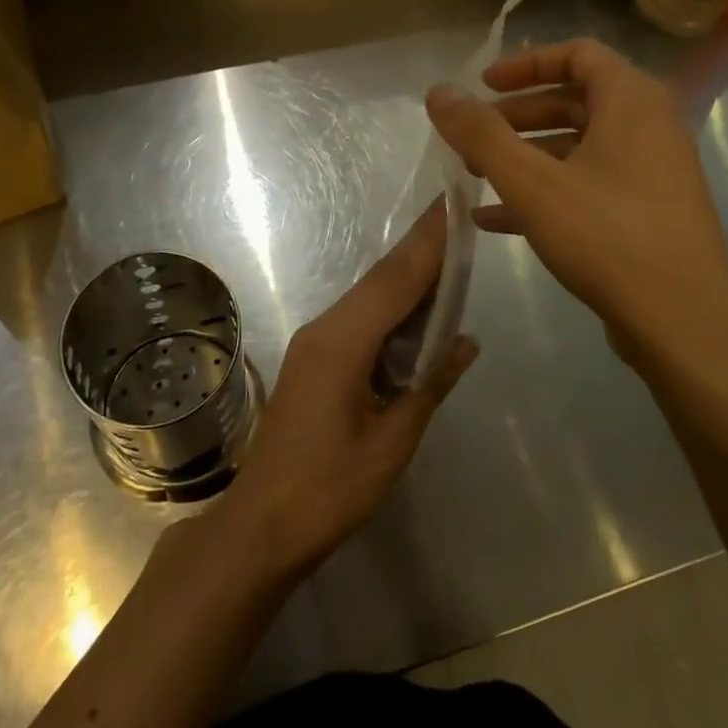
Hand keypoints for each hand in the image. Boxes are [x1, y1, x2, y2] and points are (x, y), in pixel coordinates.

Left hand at [210, 206, 476, 580]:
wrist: (262, 523)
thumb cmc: (330, 488)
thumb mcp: (392, 441)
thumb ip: (430, 385)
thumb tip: (465, 342)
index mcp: (343, 342)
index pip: (395, 279)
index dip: (428, 242)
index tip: (452, 204)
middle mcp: (325, 329)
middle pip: (380, 279)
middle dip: (420, 248)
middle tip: (457, 218)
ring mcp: (315, 343)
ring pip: (368, 297)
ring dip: (407, 277)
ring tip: (447, 255)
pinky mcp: (313, 359)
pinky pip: (358, 319)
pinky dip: (391, 307)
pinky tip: (416, 310)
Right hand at [425, 38, 727, 378]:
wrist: (684, 324)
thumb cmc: (607, 236)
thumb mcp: (531, 182)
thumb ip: (481, 134)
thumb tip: (438, 91)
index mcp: (632, 102)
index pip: (578, 53)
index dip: (525, 63)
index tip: (482, 86)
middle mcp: (649, 127)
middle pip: (574, 100)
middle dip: (516, 116)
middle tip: (472, 137)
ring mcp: (652, 173)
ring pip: (578, 147)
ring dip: (525, 157)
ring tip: (475, 178)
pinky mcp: (647, 213)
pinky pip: (588, 185)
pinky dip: (544, 192)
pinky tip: (496, 219)